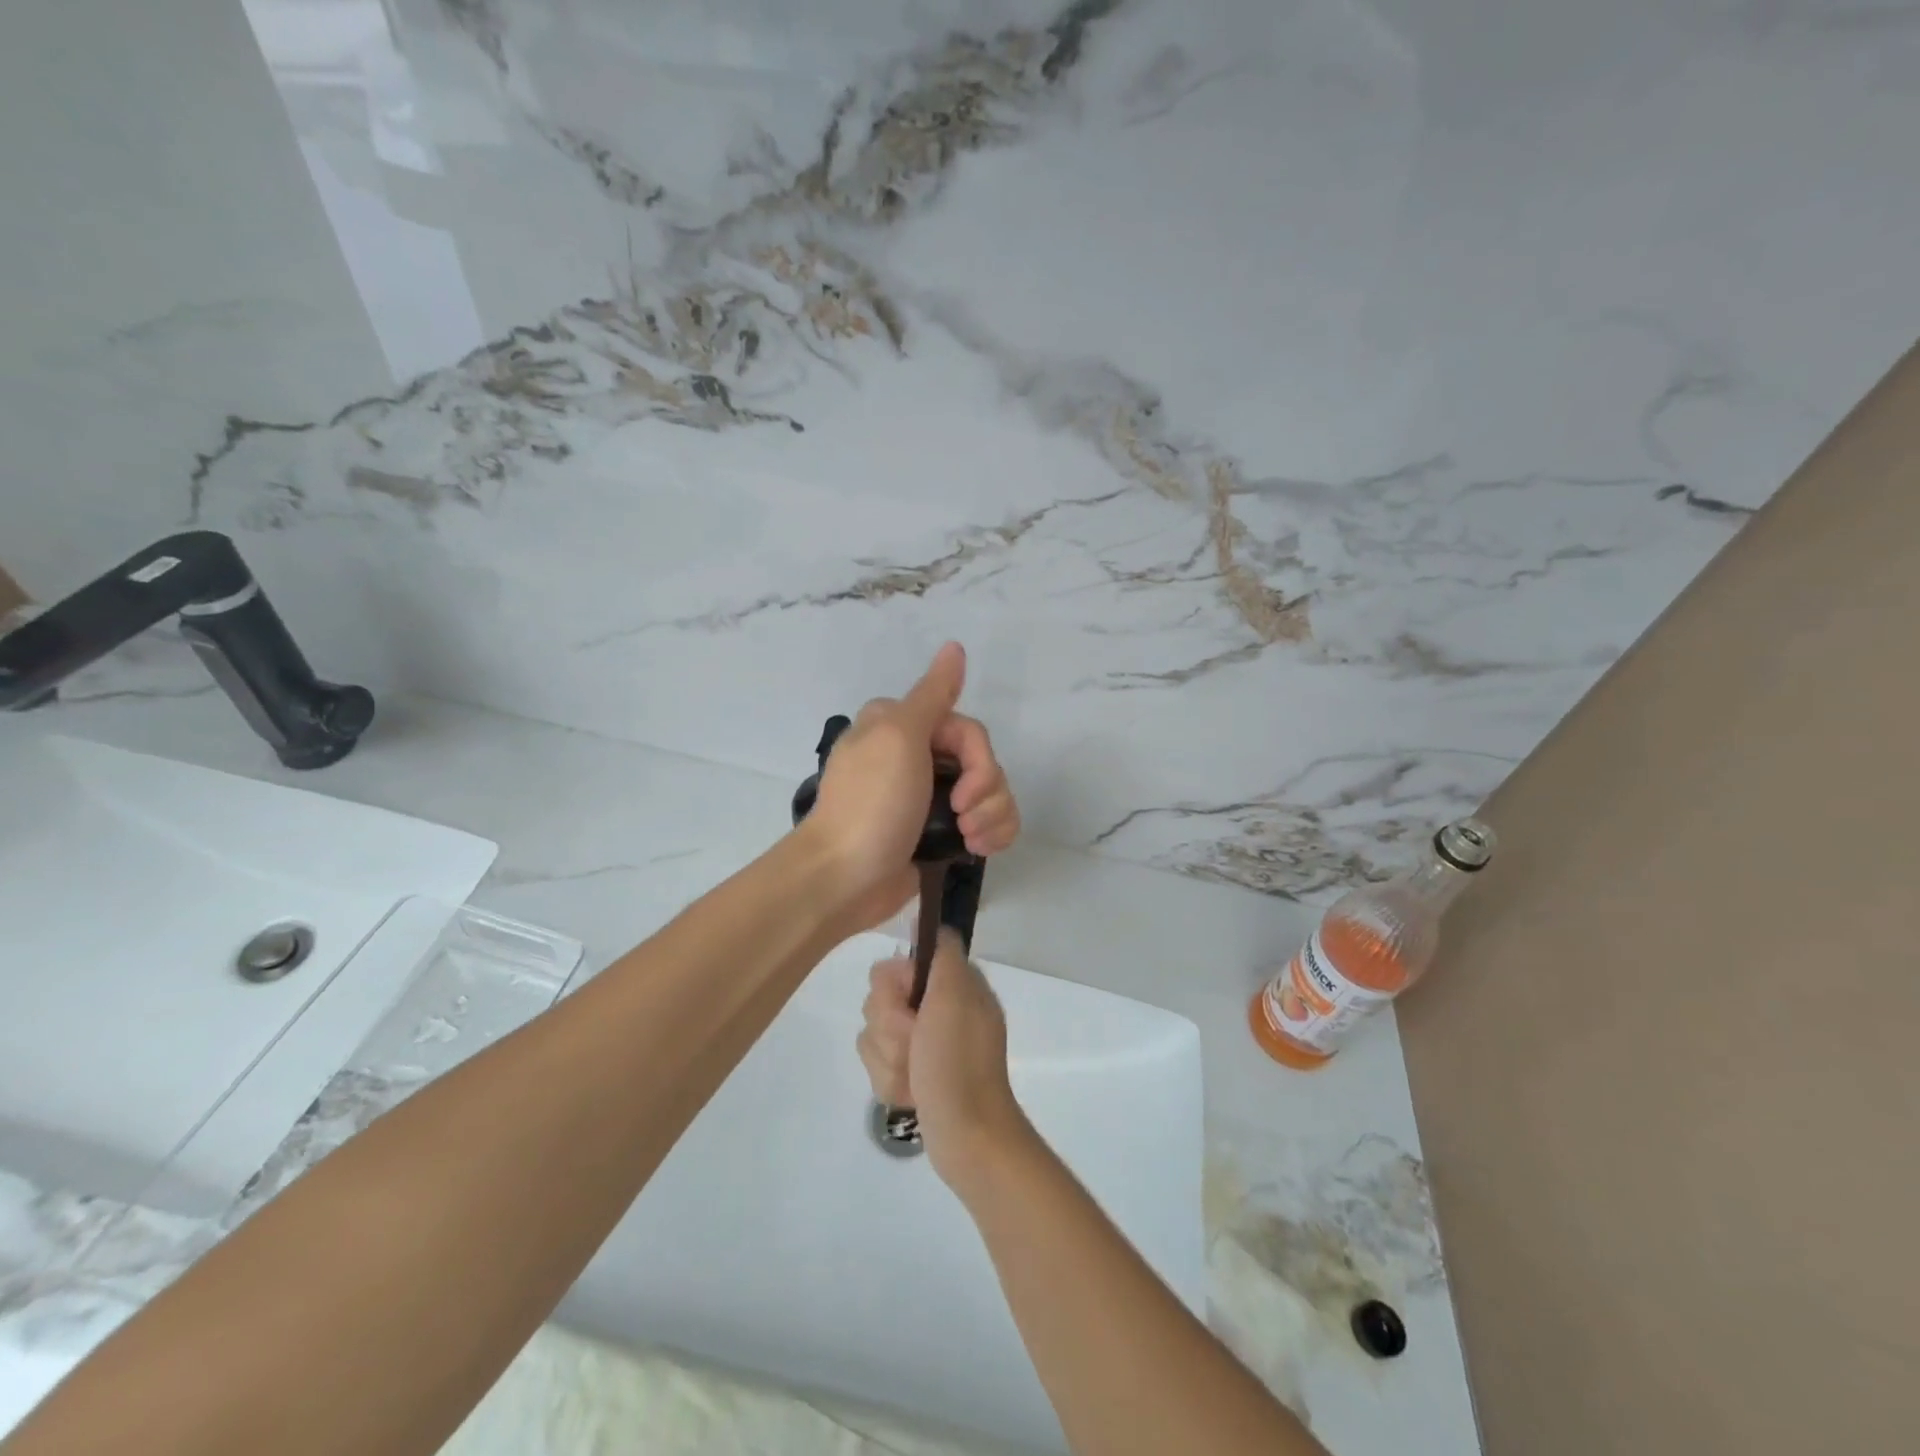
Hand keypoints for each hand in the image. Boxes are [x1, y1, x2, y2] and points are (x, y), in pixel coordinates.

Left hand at [803, 642, 1020, 930]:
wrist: (844, 879)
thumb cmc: (871, 804)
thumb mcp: (899, 737)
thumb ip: (933, 693)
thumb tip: (954, 646)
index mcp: (902, 727)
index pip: (968, 731)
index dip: (979, 761)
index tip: (964, 791)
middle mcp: (916, 756)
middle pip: (984, 762)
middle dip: (987, 792)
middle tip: (965, 818)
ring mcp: (929, 797)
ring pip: (991, 793)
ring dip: (992, 816)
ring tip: (972, 840)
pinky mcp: (939, 832)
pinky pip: (987, 821)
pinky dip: (991, 833)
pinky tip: (979, 848)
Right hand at [857, 929, 1031, 1185]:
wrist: (966, 1135)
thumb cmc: (958, 1061)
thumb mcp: (955, 995)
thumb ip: (940, 953)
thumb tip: (923, 920)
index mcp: (952, 984)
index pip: (898, 965)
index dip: (894, 985)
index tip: (909, 1004)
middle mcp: (937, 1008)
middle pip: (879, 1000)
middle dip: (891, 1028)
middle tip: (916, 1044)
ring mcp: (923, 1044)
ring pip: (873, 1035)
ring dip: (890, 1059)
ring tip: (915, 1075)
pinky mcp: (912, 1074)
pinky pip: (877, 1066)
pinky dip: (892, 1082)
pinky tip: (912, 1093)